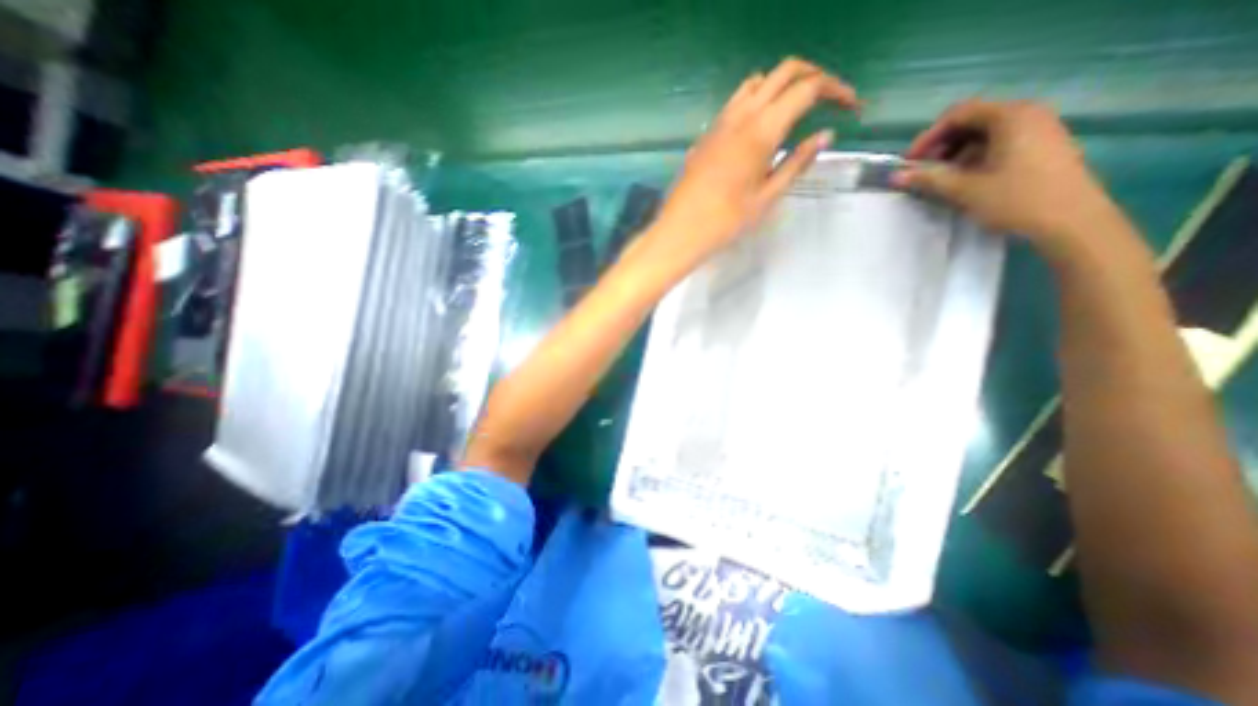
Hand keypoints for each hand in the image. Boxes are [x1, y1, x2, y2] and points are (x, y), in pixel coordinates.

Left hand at [642, 58, 861, 264]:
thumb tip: (825, 135)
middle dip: (813, 77)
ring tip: (796, 111)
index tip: (853, 108)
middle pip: (784, 72)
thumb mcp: (767, 198)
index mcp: (761, 130)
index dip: (836, 90)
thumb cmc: (725, 222)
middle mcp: (741, 115)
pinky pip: (736, 102)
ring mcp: (719, 122)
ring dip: (782, 85)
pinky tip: (761, 127)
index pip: (807, 88)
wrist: (680, 232)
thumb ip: (796, 163)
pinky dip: (757, 99)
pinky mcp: (707, 134)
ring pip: (757, 82)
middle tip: (829, 101)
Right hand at [899, 99, 1124, 261]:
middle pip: (972, 121)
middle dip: (941, 145)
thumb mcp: (965, 190)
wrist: (1071, 221)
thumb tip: (896, 176)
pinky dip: (975, 157)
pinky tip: (965, 180)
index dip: (928, 137)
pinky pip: (1000, 143)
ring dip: (956, 153)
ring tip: (940, 179)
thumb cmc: (1015, 200)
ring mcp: (1039, 129)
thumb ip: (928, 179)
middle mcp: (1028, 114)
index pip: (959, 113)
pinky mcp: (1042, 147)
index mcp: (1011, 116)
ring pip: (986, 133)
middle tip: (922, 171)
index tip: (909, 162)